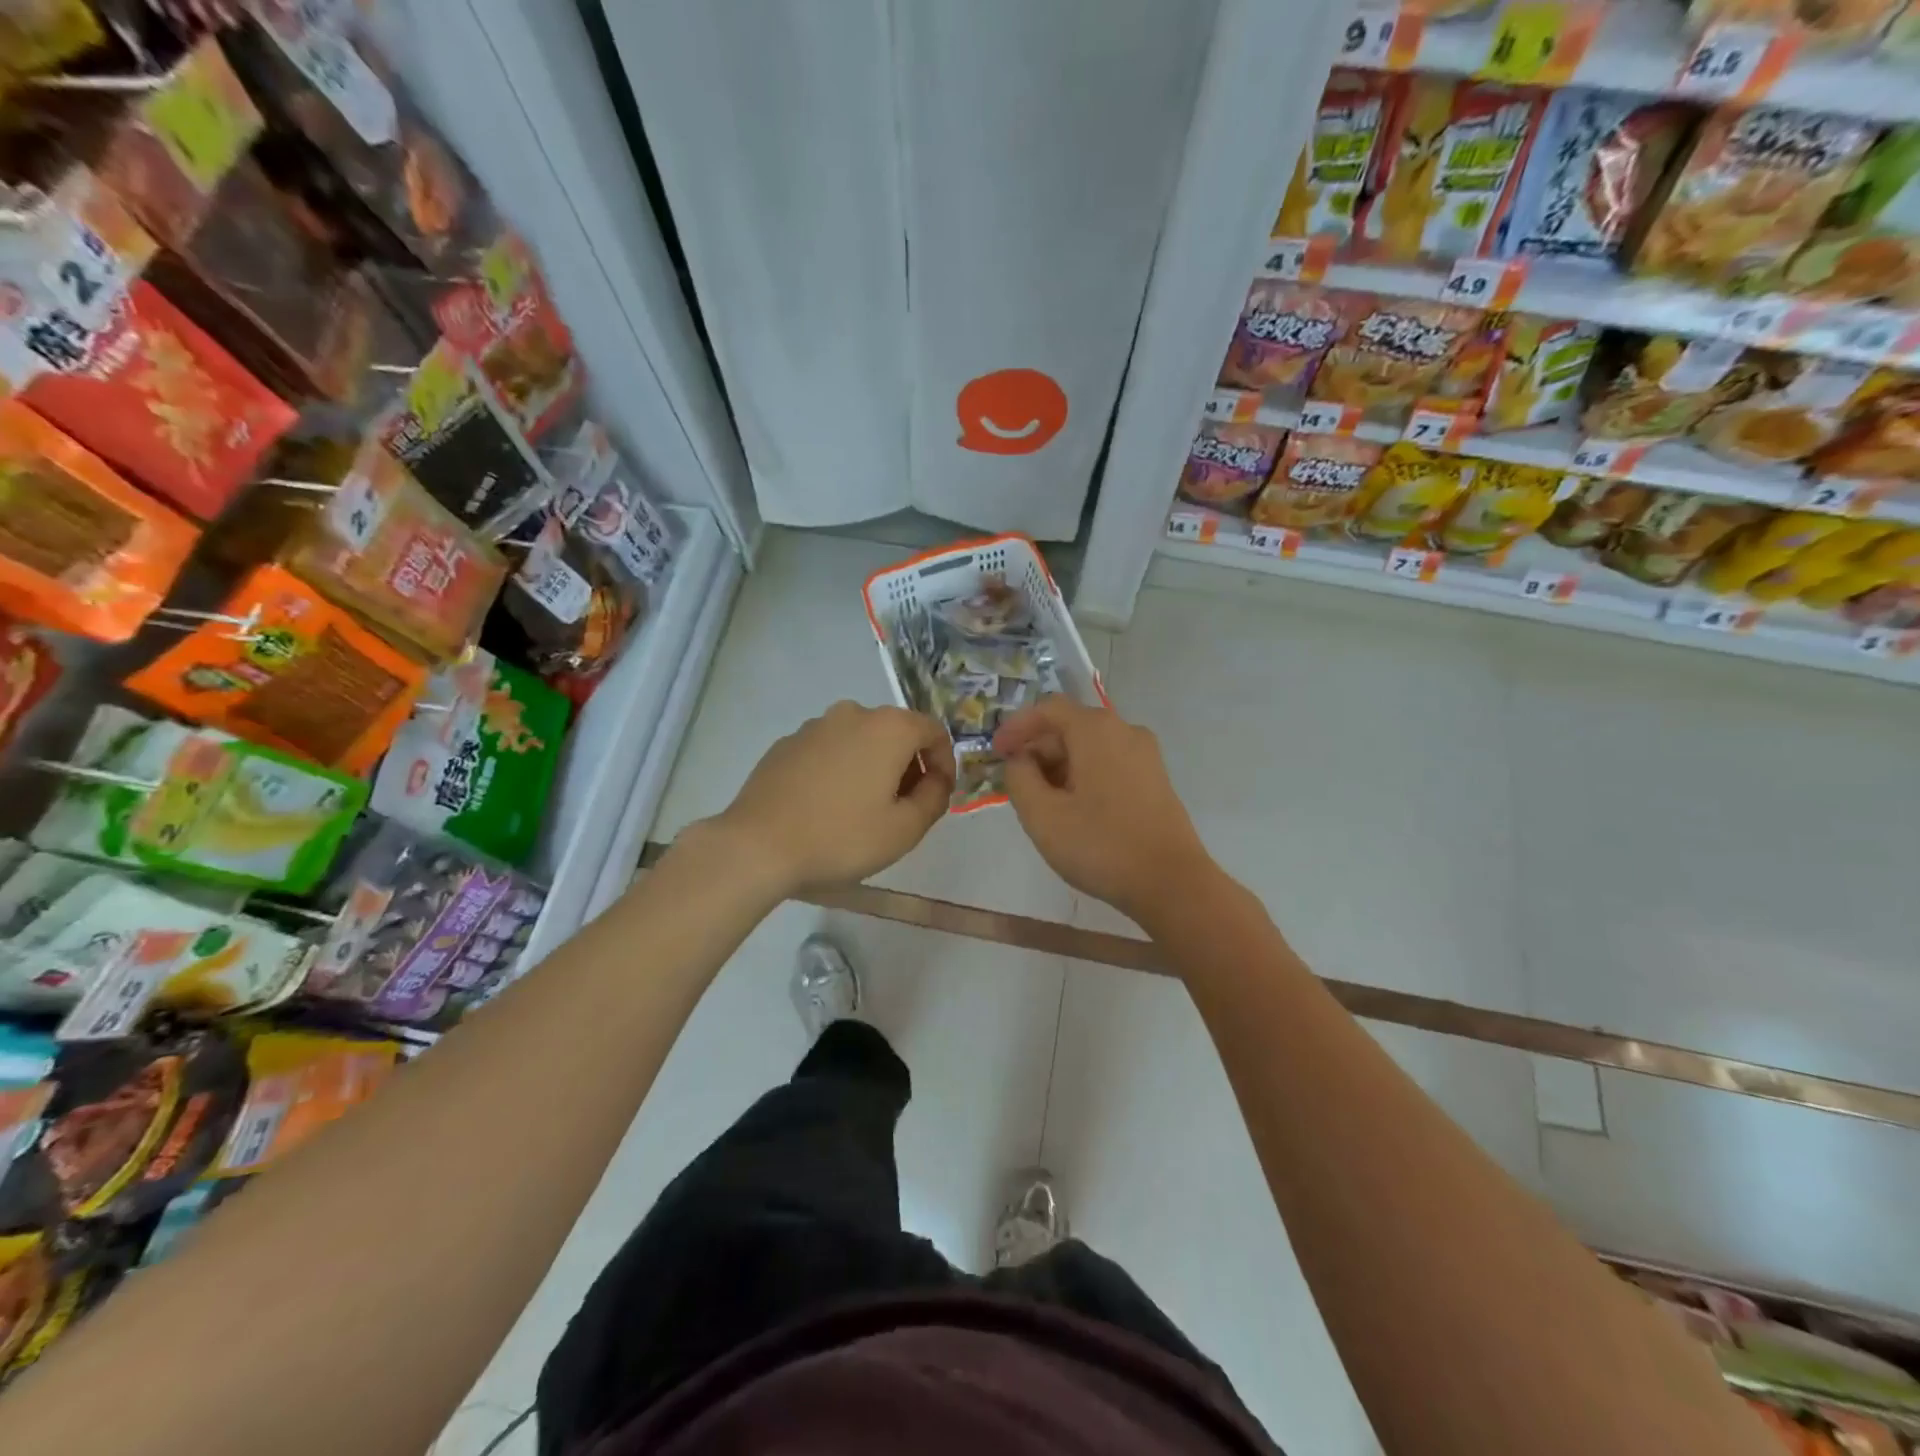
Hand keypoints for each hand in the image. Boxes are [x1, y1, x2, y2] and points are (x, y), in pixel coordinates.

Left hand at [710, 701, 952, 895]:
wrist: (757, 845)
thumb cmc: (841, 837)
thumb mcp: (905, 829)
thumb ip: (934, 798)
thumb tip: (936, 780)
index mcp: (889, 728)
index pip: (934, 731)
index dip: (944, 762)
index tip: (938, 795)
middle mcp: (853, 714)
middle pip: (896, 732)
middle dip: (909, 765)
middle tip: (904, 807)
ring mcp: (814, 726)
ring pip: (860, 740)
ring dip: (873, 766)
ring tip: (863, 809)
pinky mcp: (786, 744)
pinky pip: (828, 750)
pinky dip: (840, 769)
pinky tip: (827, 806)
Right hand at [994, 695, 1213, 922]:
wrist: (1172, 883)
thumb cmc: (1101, 845)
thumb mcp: (1042, 815)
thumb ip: (1019, 778)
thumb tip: (1020, 760)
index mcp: (1096, 730)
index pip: (1048, 708)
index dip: (1016, 727)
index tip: (996, 753)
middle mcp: (1124, 730)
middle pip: (1070, 726)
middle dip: (1038, 751)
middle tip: (1015, 785)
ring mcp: (1145, 755)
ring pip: (1090, 747)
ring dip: (1059, 767)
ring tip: (1041, 803)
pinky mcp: (1155, 779)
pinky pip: (1109, 763)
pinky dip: (1083, 776)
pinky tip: (1073, 810)